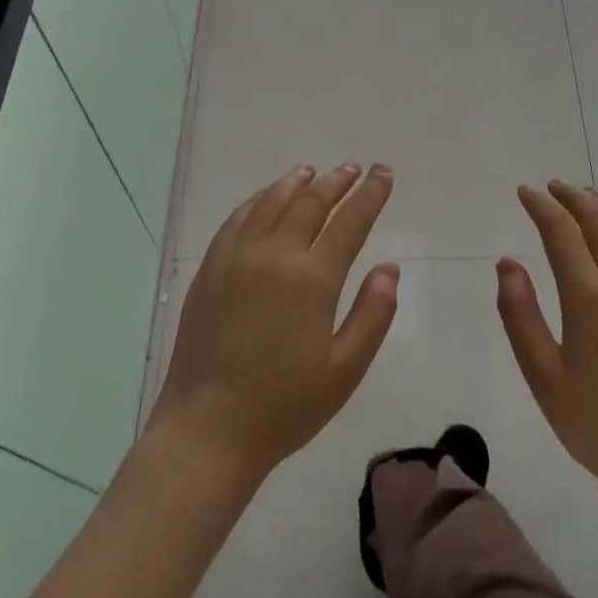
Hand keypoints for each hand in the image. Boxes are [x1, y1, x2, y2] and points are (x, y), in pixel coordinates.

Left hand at [152, 164, 398, 481]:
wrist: (208, 429)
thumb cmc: (285, 406)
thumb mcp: (346, 369)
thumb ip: (372, 314)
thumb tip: (388, 268)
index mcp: (312, 279)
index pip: (349, 222)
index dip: (370, 194)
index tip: (383, 173)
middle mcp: (274, 256)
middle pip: (310, 203)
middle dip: (337, 182)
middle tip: (354, 169)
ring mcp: (236, 259)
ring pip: (271, 203)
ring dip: (296, 183)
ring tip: (312, 171)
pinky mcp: (209, 270)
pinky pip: (237, 220)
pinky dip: (257, 201)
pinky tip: (265, 198)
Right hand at [497, 181, 597, 510]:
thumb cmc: (596, 424)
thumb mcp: (543, 375)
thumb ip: (520, 314)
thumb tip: (507, 262)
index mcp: (590, 297)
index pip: (561, 232)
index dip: (541, 206)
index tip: (525, 192)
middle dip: (572, 197)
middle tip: (552, 187)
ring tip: (586, 197)